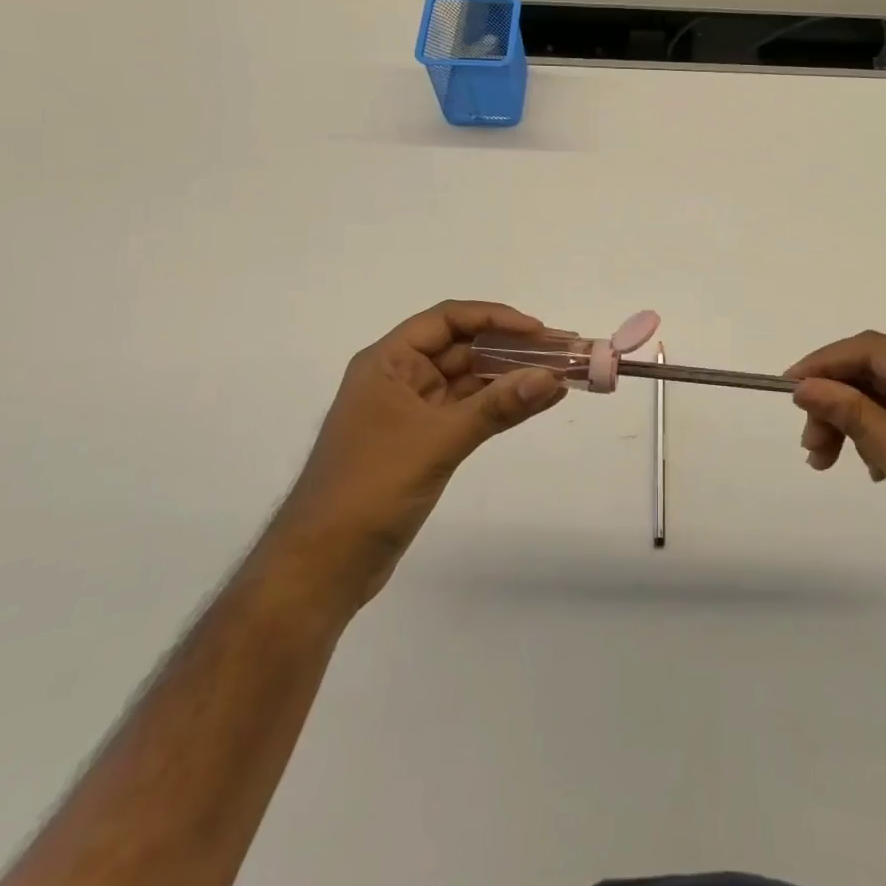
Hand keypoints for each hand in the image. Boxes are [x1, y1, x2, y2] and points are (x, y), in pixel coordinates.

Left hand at [266, 301, 565, 617]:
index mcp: (388, 362)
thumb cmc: (370, 488)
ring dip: (512, 377)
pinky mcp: (423, 442)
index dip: (496, 319)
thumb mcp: (438, 440)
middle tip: (563, 351)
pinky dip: (502, 406)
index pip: (448, 320)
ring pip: (470, 381)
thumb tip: (553, 378)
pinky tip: (538, 402)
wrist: (322, 567)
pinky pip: (469, 411)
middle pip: (463, 348)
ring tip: (561, 374)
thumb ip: (498, 407)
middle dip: (513, 348)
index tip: (539, 331)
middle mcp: (400, 378)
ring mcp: (412, 411)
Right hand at [788, 332, 885, 605]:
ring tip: (830, 461)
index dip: (824, 363)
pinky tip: (872, 466)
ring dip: (855, 419)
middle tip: (811, 445)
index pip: (872, 348)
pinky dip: (881, 431)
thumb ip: (853, 415)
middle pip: (878, 370)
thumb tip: (805, 386)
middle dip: (837, 400)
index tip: (788, 389)